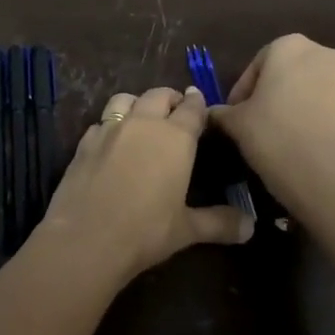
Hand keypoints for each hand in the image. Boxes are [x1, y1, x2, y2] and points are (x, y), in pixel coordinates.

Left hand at [39, 86, 254, 283]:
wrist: (86, 238)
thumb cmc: (145, 232)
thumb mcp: (187, 230)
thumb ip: (219, 223)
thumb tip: (251, 227)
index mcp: (175, 138)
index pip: (192, 108)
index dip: (198, 104)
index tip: (201, 103)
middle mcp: (143, 124)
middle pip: (158, 95)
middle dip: (170, 99)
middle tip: (176, 111)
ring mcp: (109, 130)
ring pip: (125, 99)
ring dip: (137, 103)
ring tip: (142, 118)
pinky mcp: (83, 143)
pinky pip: (101, 123)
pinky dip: (110, 126)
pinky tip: (111, 143)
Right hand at [210, 34, 334, 208]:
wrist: (329, 178)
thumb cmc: (274, 136)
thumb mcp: (235, 123)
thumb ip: (221, 112)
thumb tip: (212, 113)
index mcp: (291, 47)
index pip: (256, 65)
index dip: (241, 91)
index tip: (233, 115)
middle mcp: (325, 56)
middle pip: (288, 74)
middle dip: (271, 96)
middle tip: (253, 123)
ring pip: (311, 92)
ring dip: (294, 108)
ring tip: (278, 138)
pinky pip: (330, 114)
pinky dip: (315, 123)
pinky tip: (301, 148)